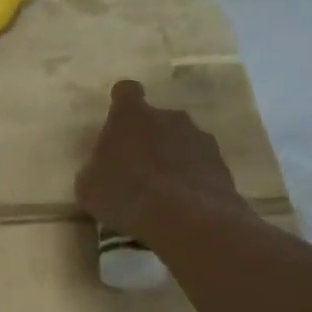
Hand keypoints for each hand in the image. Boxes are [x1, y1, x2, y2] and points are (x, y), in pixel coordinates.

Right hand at [75, 80, 248, 245]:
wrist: (187, 219)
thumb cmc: (126, 195)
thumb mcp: (89, 188)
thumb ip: (95, 171)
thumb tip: (99, 172)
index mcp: (130, 116)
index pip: (126, 92)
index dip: (122, 103)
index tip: (118, 121)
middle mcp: (168, 117)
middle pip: (156, 119)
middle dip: (148, 137)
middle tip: (136, 167)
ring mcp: (199, 139)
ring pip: (181, 142)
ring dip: (172, 158)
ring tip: (163, 192)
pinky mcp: (221, 164)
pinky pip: (200, 166)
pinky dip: (192, 179)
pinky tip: (183, 205)